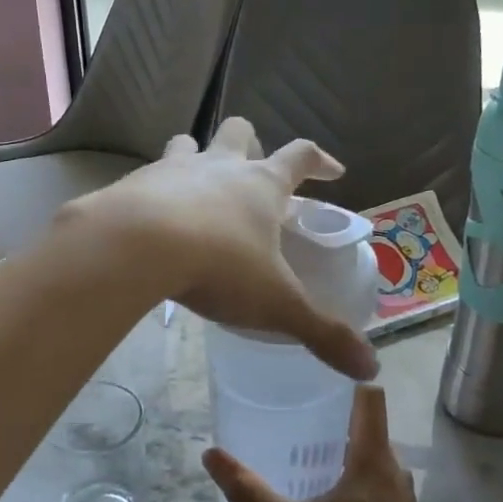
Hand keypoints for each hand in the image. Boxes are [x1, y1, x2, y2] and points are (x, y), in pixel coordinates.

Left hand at [69, 117, 377, 381]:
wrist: (134, 247)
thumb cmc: (218, 267)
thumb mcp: (277, 304)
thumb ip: (322, 334)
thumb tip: (370, 368)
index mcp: (261, 186)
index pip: (301, 156)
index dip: (320, 160)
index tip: (333, 170)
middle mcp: (219, 167)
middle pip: (239, 133)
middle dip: (249, 142)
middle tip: (251, 169)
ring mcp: (172, 170)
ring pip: (187, 144)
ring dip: (195, 156)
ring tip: (196, 184)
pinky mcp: (132, 184)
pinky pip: (146, 178)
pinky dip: (153, 191)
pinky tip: (150, 219)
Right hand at [205, 387, 434, 501]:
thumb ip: (248, 490)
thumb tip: (210, 453)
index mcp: (374, 460)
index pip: (370, 396)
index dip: (346, 377)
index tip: (313, 370)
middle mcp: (395, 469)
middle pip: (367, 424)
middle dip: (332, 414)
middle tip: (291, 408)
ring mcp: (402, 496)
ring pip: (371, 453)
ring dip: (341, 446)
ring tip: (300, 446)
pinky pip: (376, 477)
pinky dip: (352, 472)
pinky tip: (324, 491)